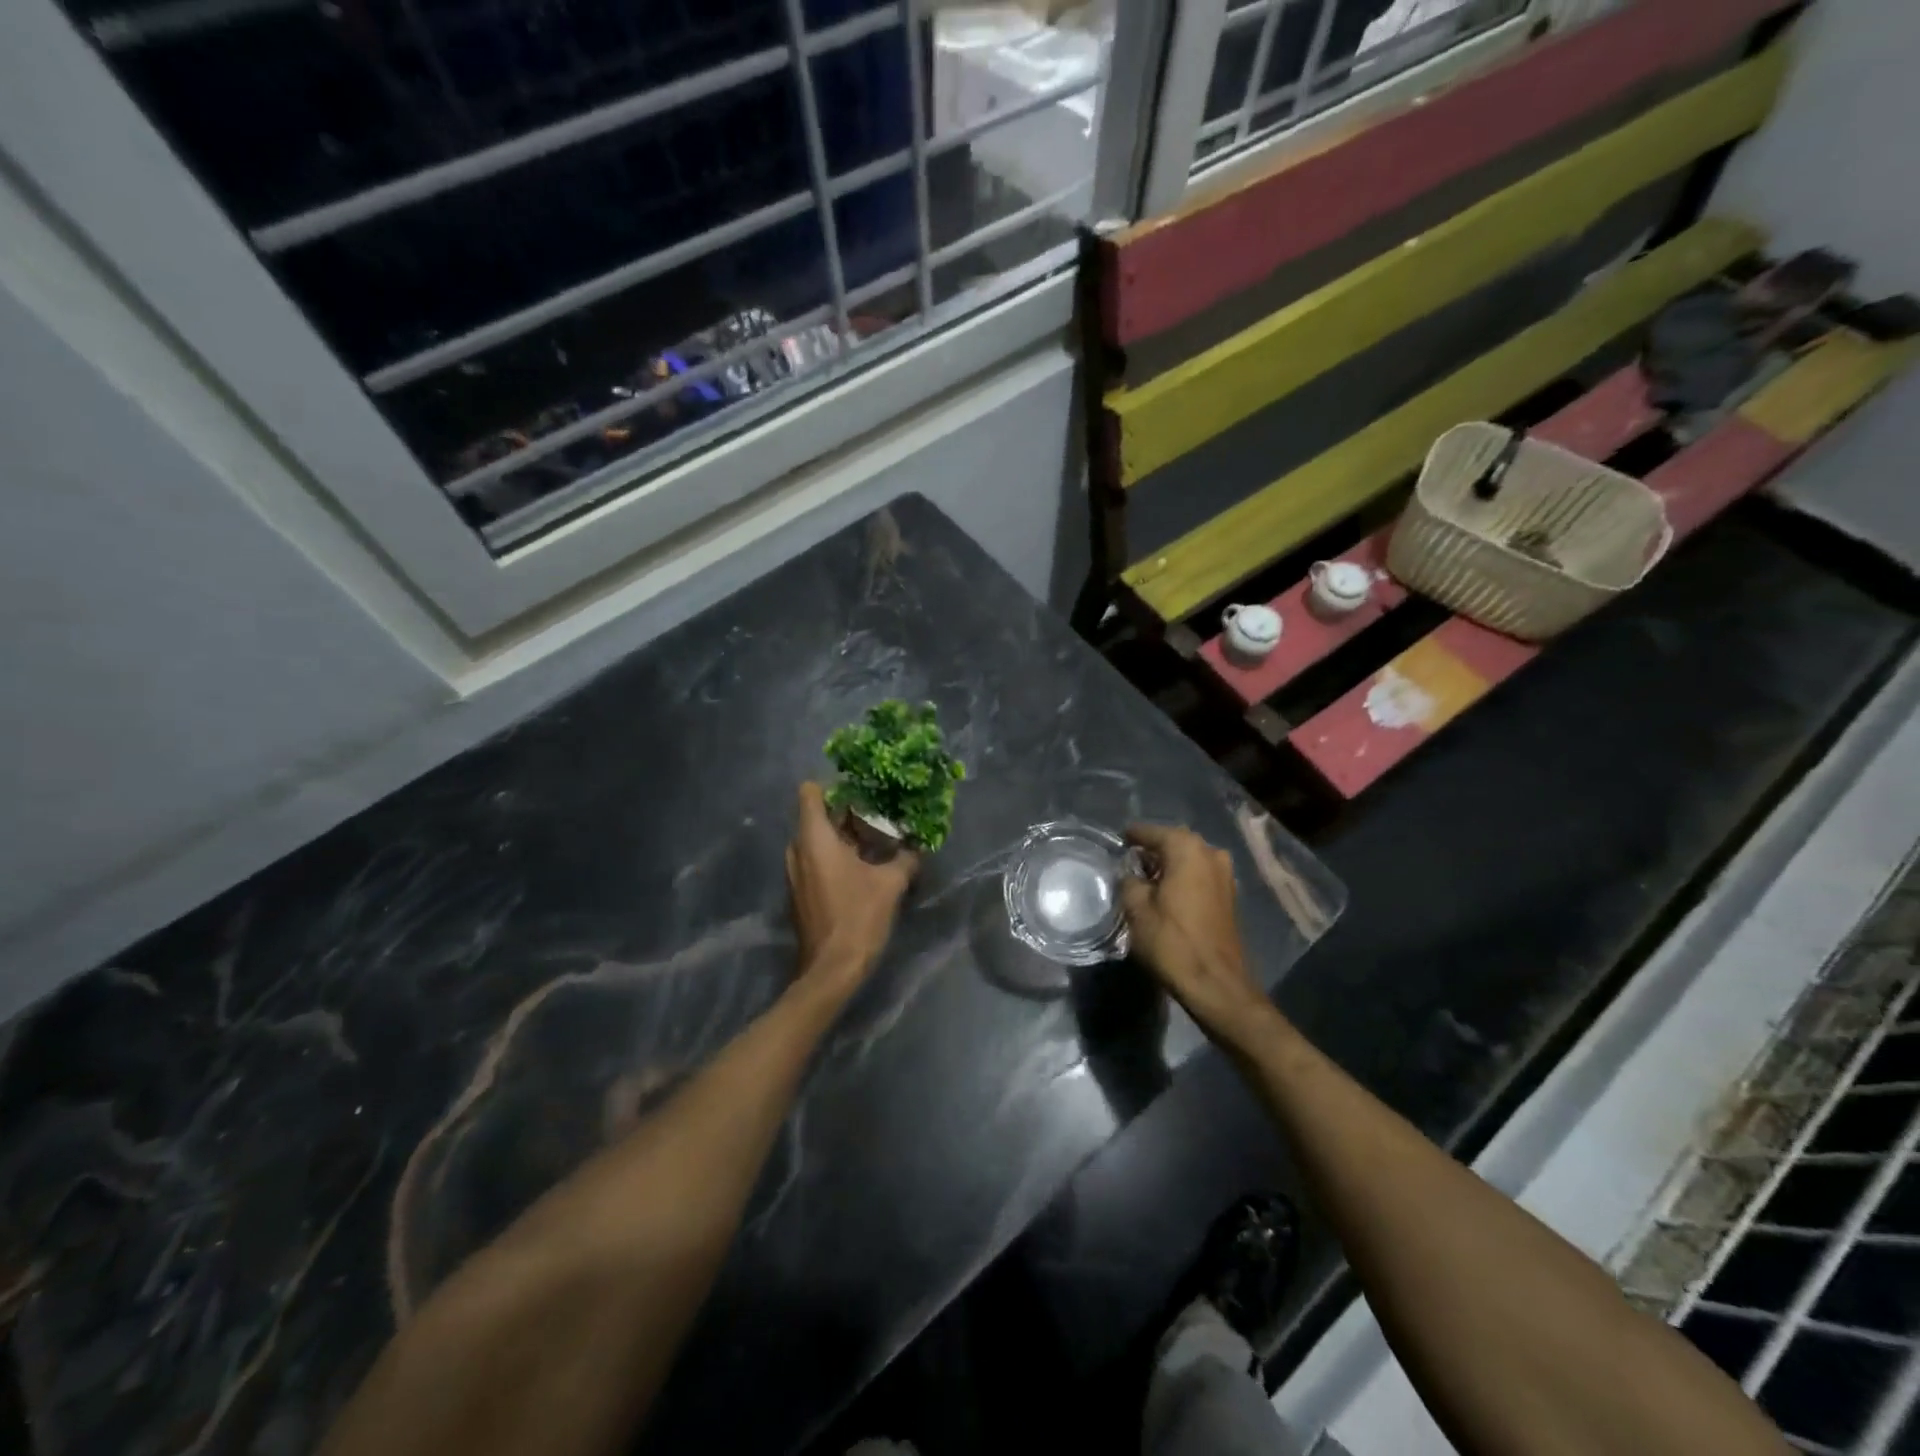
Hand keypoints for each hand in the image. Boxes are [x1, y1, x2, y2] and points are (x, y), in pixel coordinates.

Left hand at [786, 782, 917, 992]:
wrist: (831, 970)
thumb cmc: (857, 917)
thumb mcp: (890, 884)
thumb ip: (904, 859)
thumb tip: (916, 847)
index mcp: (814, 838)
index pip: (810, 792)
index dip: (835, 787)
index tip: (862, 793)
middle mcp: (798, 850)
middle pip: (817, 816)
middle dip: (847, 814)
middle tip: (879, 817)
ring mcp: (795, 873)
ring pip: (817, 840)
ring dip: (843, 838)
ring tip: (876, 843)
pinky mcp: (799, 892)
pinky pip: (816, 861)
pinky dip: (836, 858)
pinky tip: (863, 869)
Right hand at [1120, 824, 1269, 1044]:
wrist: (1215, 982)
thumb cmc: (1172, 941)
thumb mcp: (1136, 909)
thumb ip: (1129, 881)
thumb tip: (1130, 874)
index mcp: (1187, 849)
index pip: (1153, 832)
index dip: (1133, 836)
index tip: (1118, 839)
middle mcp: (1211, 853)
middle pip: (1175, 841)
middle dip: (1153, 848)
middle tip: (1130, 859)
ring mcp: (1225, 874)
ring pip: (1190, 858)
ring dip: (1170, 863)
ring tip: (1147, 876)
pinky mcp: (1229, 895)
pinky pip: (1201, 874)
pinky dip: (1184, 876)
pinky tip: (1168, 891)